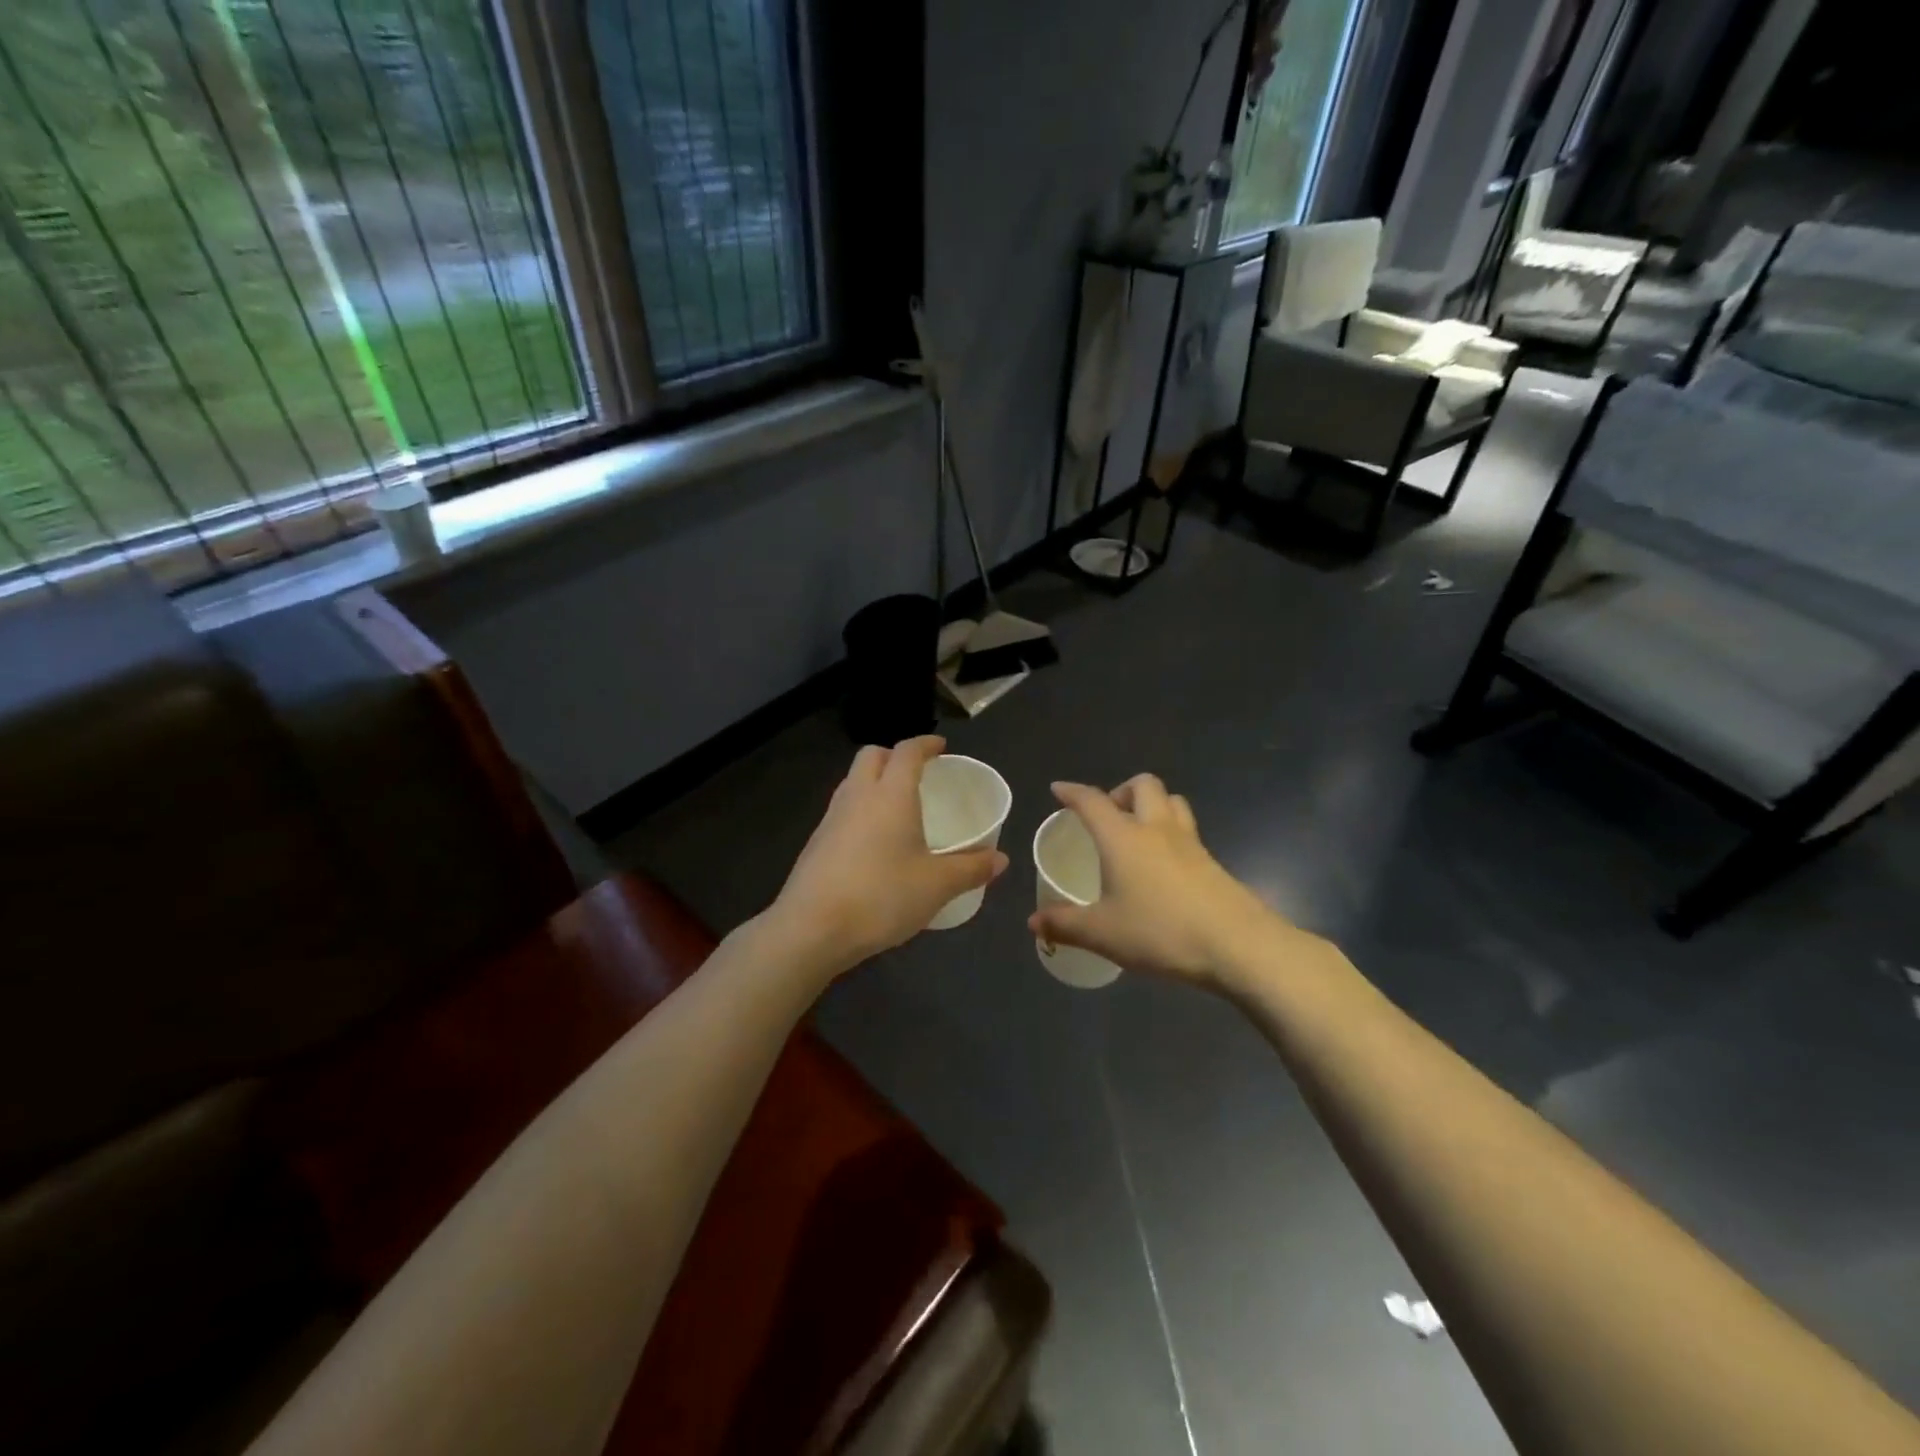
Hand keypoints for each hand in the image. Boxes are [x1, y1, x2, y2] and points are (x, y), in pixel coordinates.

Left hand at [771, 736, 1007, 974]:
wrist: (812, 928)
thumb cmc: (881, 896)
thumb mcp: (936, 886)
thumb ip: (970, 869)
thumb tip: (1000, 859)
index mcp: (890, 794)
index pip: (906, 752)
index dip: (925, 744)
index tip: (940, 747)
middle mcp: (858, 796)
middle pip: (871, 756)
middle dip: (894, 756)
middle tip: (917, 773)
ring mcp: (831, 818)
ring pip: (853, 782)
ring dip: (874, 782)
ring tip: (897, 807)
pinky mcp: (816, 843)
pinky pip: (842, 810)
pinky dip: (861, 810)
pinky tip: (874, 842)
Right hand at [1027, 775, 1306, 987]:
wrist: (1238, 945)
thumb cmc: (1161, 932)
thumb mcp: (1103, 933)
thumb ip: (1065, 925)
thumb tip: (1034, 923)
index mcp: (1123, 837)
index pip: (1092, 801)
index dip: (1072, 792)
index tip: (1059, 789)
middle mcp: (1156, 829)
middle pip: (1142, 785)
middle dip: (1121, 790)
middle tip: (1108, 815)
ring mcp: (1190, 843)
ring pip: (1172, 802)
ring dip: (1153, 805)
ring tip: (1138, 832)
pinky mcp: (1212, 862)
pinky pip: (1187, 831)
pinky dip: (1171, 834)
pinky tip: (1164, 867)